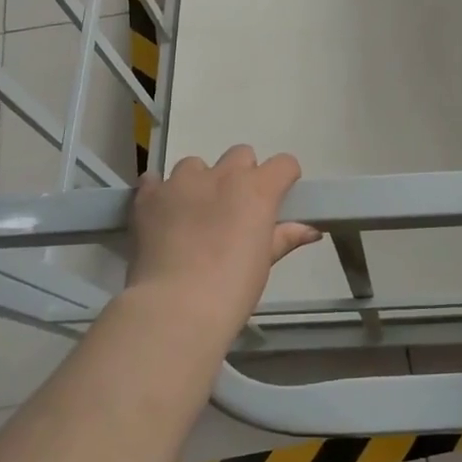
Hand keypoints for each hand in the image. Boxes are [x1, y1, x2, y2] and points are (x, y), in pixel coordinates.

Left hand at [127, 145, 319, 347]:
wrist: (176, 307)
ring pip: (195, 165)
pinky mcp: (149, 195)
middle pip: (240, 155)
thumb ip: (285, 238)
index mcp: (257, 189)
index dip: (283, 178)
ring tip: (192, 214)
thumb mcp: (265, 263)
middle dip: (241, 175)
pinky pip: (155, 180)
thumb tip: (312, 231)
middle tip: (234, 209)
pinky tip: (161, 214)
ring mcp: (182, 182)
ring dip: (199, 183)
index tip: (278, 198)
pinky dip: (160, 192)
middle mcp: (222, 175)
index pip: (283, 164)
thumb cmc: (232, 288)